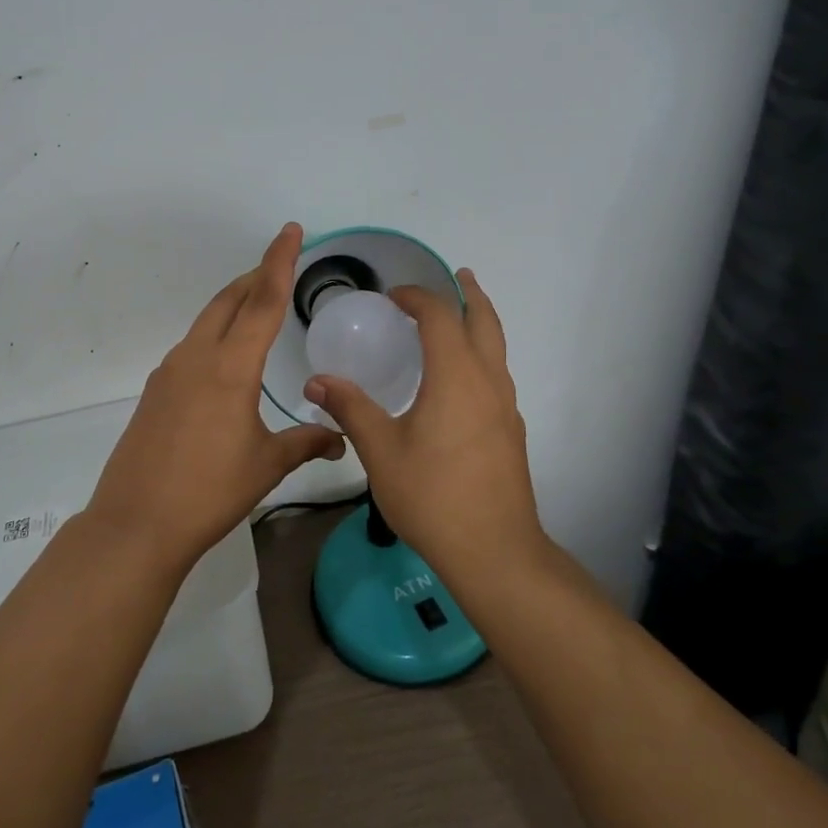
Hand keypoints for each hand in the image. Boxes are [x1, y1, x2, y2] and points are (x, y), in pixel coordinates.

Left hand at [86, 223, 345, 574]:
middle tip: (279, 266)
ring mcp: (170, 371)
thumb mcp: (266, 465)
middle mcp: (197, 357)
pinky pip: (191, 347)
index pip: (263, 301)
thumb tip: (340, 439)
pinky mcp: (155, 390)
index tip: (290, 230)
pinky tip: (225, 359)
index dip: (280, 262)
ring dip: (233, 305)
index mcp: (230, 366)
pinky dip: (214, 335)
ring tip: (256, 308)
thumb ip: (306, 443)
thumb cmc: (209, 491)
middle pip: (229, 301)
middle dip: (255, 277)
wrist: (136, 522)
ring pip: (206, 321)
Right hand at [303, 269, 544, 592]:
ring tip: (459, 318)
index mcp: (456, 376)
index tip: (392, 297)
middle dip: (470, 295)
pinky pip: (498, 375)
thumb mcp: (380, 450)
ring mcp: (506, 407)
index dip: (417, 298)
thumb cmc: (432, 495)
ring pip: (498, 348)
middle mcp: (488, 381)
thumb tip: (316, 381)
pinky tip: (460, 379)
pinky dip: (482, 355)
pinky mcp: (511, 431)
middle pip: (486, 322)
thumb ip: (350, 408)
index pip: (440, 317)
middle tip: (458, 276)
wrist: (494, 551)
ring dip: (480, 324)